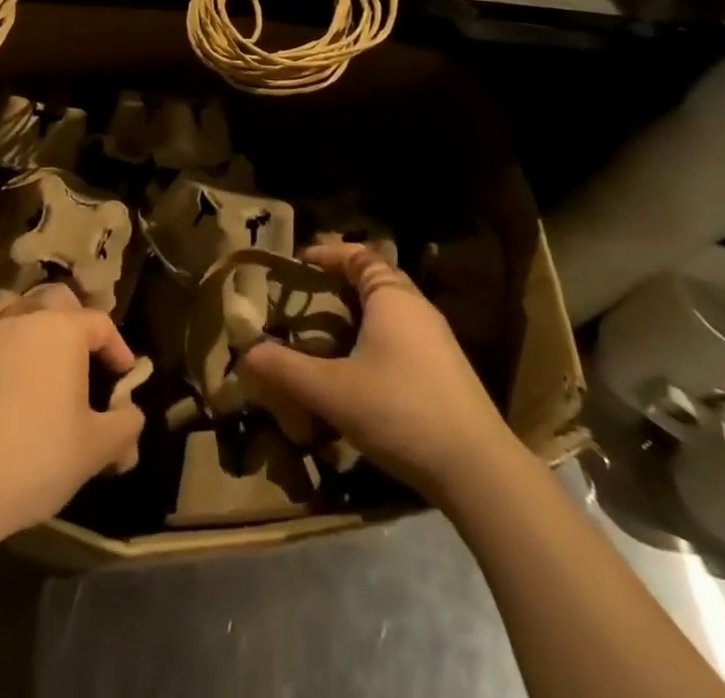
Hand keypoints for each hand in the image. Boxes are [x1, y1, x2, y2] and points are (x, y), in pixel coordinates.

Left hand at [0, 283, 146, 540]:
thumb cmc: (31, 459)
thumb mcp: (92, 451)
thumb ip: (123, 428)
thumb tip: (132, 417)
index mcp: (60, 331)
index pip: (99, 323)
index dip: (117, 347)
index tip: (123, 376)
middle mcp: (18, 322)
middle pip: (52, 303)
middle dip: (71, 323)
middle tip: (78, 360)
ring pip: (10, 325)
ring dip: (27, 345)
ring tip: (32, 383)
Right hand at [238, 242, 510, 504]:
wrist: (479, 470)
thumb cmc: (400, 411)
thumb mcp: (333, 391)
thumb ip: (286, 370)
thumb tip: (245, 355)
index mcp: (392, 297)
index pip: (359, 256)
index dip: (328, 254)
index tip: (299, 263)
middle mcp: (417, 308)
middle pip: (376, 279)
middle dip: (340, 284)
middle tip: (306, 300)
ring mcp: (437, 340)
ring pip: (391, 310)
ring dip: (360, 314)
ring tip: (327, 335)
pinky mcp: (447, 371)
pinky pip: (404, 336)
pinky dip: (377, 338)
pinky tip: (361, 372)